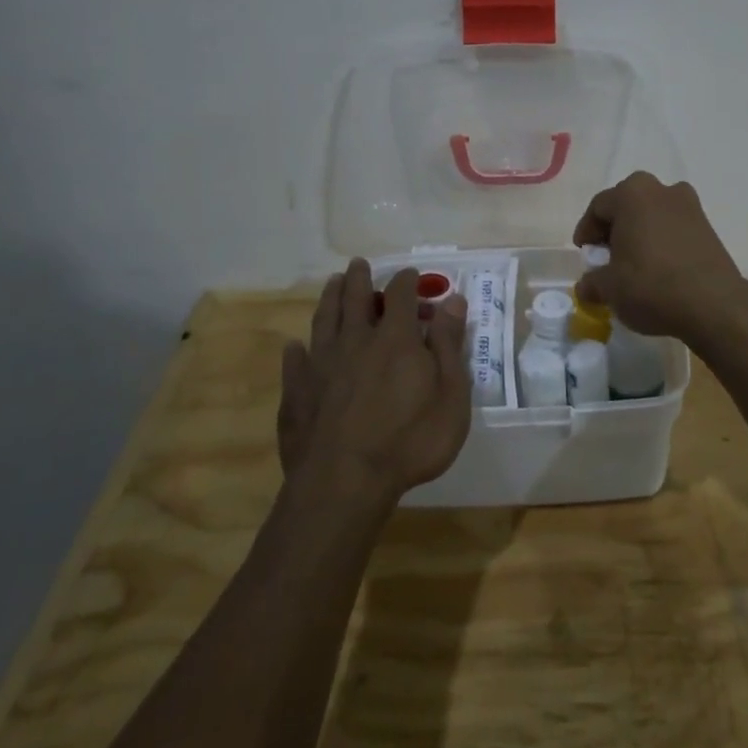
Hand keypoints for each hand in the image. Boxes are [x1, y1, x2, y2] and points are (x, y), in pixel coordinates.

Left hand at [277, 261, 472, 505]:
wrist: (343, 483)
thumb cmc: (409, 441)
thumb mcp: (450, 395)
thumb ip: (450, 345)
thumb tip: (453, 300)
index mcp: (396, 339)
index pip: (401, 294)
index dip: (407, 281)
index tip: (411, 275)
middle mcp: (356, 341)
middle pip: (355, 298)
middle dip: (360, 278)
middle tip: (358, 264)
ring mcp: (321, 365)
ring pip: (324, 320)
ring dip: (329, 298)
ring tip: (332, 283)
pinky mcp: (296, 392)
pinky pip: (294, 362)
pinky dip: (296, 350)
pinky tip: (295, 346)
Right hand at [572, 172, 747, 344]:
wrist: (714, 304)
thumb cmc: (651, 286)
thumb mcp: (609, 289)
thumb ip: (591, 283)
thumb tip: (587, 286)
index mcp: (632, 194)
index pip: (598, 207)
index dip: (587, 231)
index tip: (585, 254)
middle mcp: (662, 190)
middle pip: (628, 205)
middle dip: (614, 229)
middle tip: (606, 256)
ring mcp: (690, 206)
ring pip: (653, 215)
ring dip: (640, 234)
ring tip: (633, 264)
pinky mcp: (708, 226)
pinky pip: (674, 228)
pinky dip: (662, 241)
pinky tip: (658, 268)